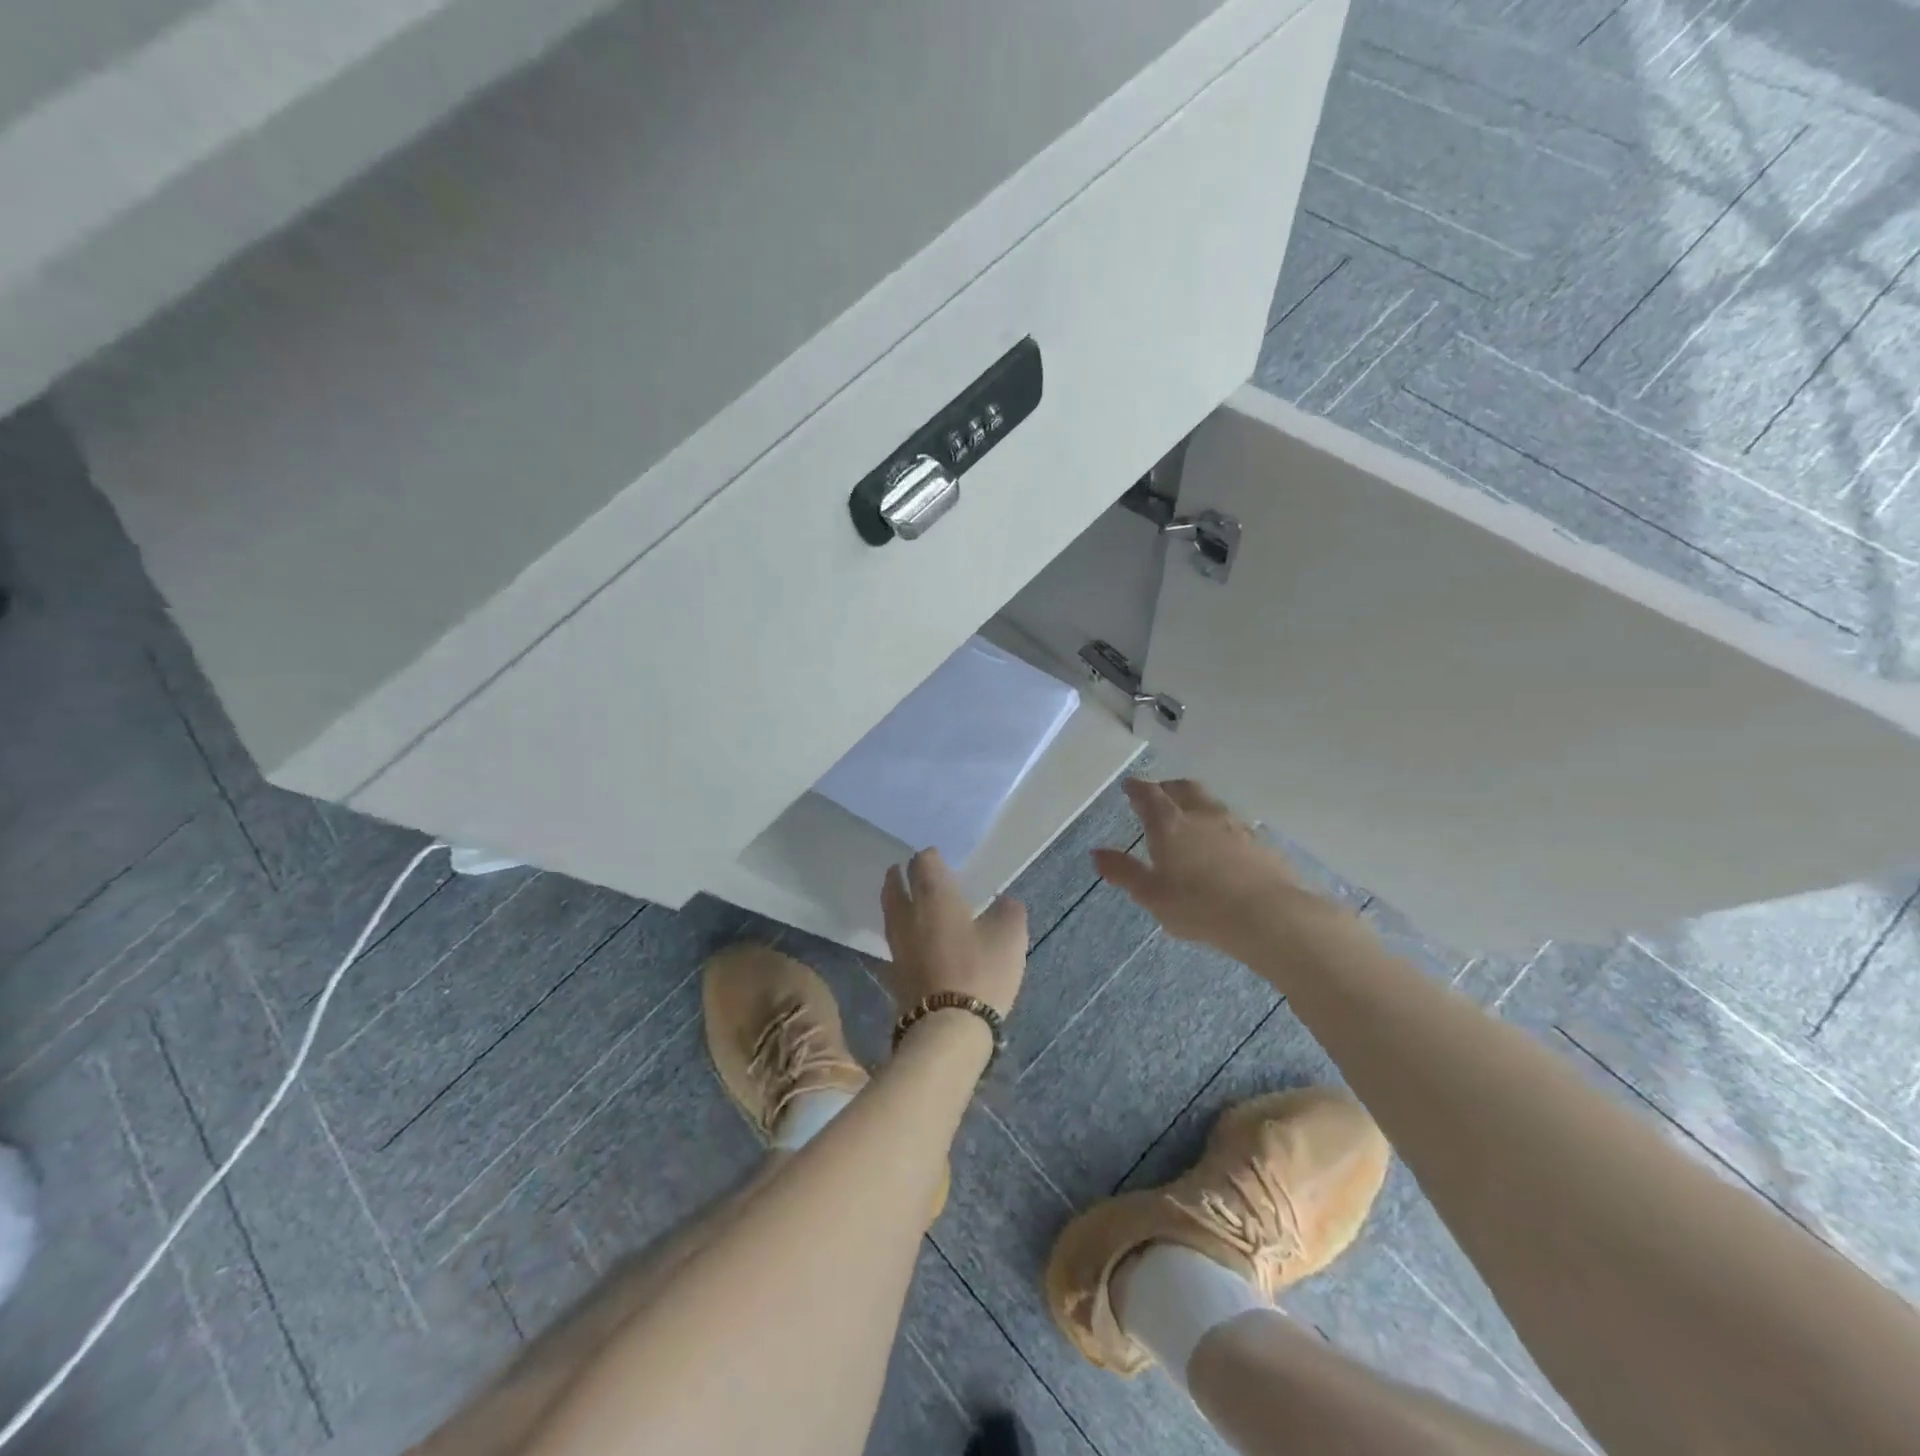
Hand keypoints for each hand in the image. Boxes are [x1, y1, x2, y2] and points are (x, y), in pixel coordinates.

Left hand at [880, 849, 1027, 1016]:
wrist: (948, 1028)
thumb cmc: (980, 971)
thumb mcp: (1010, 937)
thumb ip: (1008, 912)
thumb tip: (1004, 902)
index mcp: (934, 896)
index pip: (923, 862)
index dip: (930, 857)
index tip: (938, 857)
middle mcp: (909, 914)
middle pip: (895, 886)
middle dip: (901, 876)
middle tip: (906, 870)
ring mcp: (898, 945)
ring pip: (891, 913)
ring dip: (896, 901)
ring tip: (906, 899)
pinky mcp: (895, 973)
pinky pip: (896, 940)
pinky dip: (902, 931)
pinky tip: (914, 938)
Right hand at [1093, 778, 1334, 959]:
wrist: (1268, 916)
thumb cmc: (1198, 906)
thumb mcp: (1151, 894)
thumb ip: (1123, 872)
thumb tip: (1096, 853)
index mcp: (1169, 824)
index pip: (1149, 795)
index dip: (1137, 788)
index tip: (1130, 786)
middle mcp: (1202, 815)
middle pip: (1184, 789)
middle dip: (1168, 788)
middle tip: (1160, 794)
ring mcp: (1235, 826)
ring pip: (1211, 804)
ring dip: (1197, 804)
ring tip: (1190, 818)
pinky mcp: (1261, 843)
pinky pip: (1234, 825)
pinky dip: (1220, 826)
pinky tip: (1222, 845)